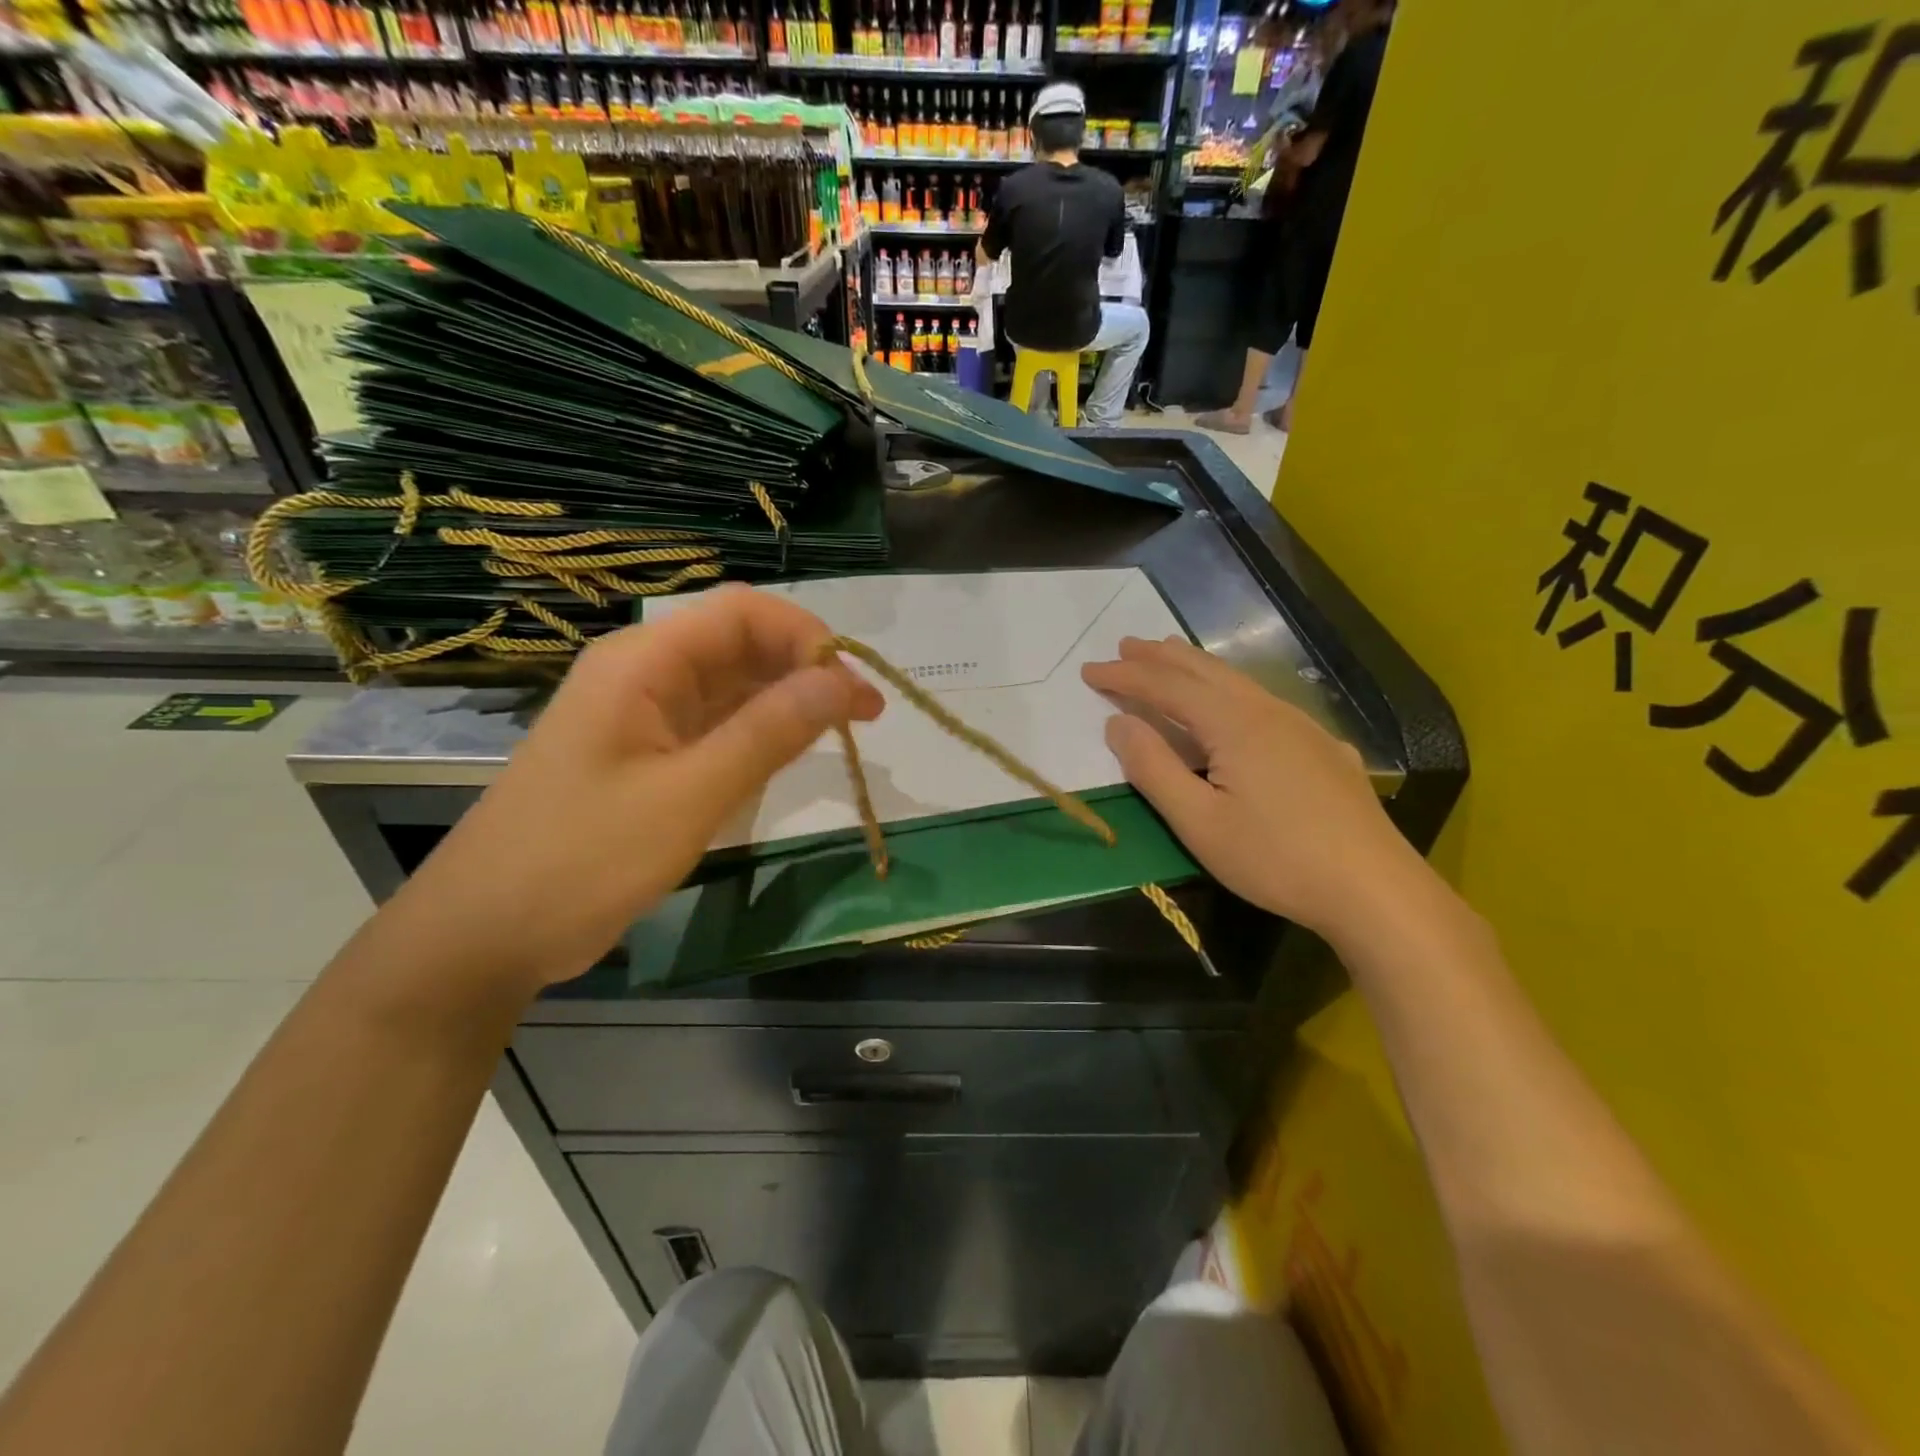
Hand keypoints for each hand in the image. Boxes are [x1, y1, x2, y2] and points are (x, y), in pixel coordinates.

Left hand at [399, 586, 884, 991]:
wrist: (484, 933)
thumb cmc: (582, 859)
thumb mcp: (689, 796)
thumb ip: (769, 733)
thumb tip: (844, 682)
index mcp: (643, 662)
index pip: (742, 613)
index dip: (808, 636)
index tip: (854, 689)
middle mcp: (644, 674)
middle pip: (741, 643)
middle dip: (808, 668)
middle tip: (865, 717)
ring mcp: (644, 716)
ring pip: (733, 685)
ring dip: (789, 700)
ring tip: (844, 733)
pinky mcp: (647, 754)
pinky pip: (716, 724)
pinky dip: (760, 732)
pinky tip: (792, 754)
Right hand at [1082, 636, 1426, 942]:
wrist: (1375, 889)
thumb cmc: (1275, 859)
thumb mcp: (1198, 822)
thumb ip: (1153, 768)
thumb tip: (1117, 723)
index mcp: (1234, 724)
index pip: (1167, 687)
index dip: (1125, 677)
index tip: (1088, 671)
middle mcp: (1268, 711)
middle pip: (1204, 671)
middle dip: (1159, 657)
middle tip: (1125, 646)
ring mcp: (1302, 727)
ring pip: (1238, 682)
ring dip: (1195, 666)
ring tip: (1169, 655)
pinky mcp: (1323, 748)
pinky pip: (1263, 702)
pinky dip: (1229, 689)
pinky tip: (1234, 704)